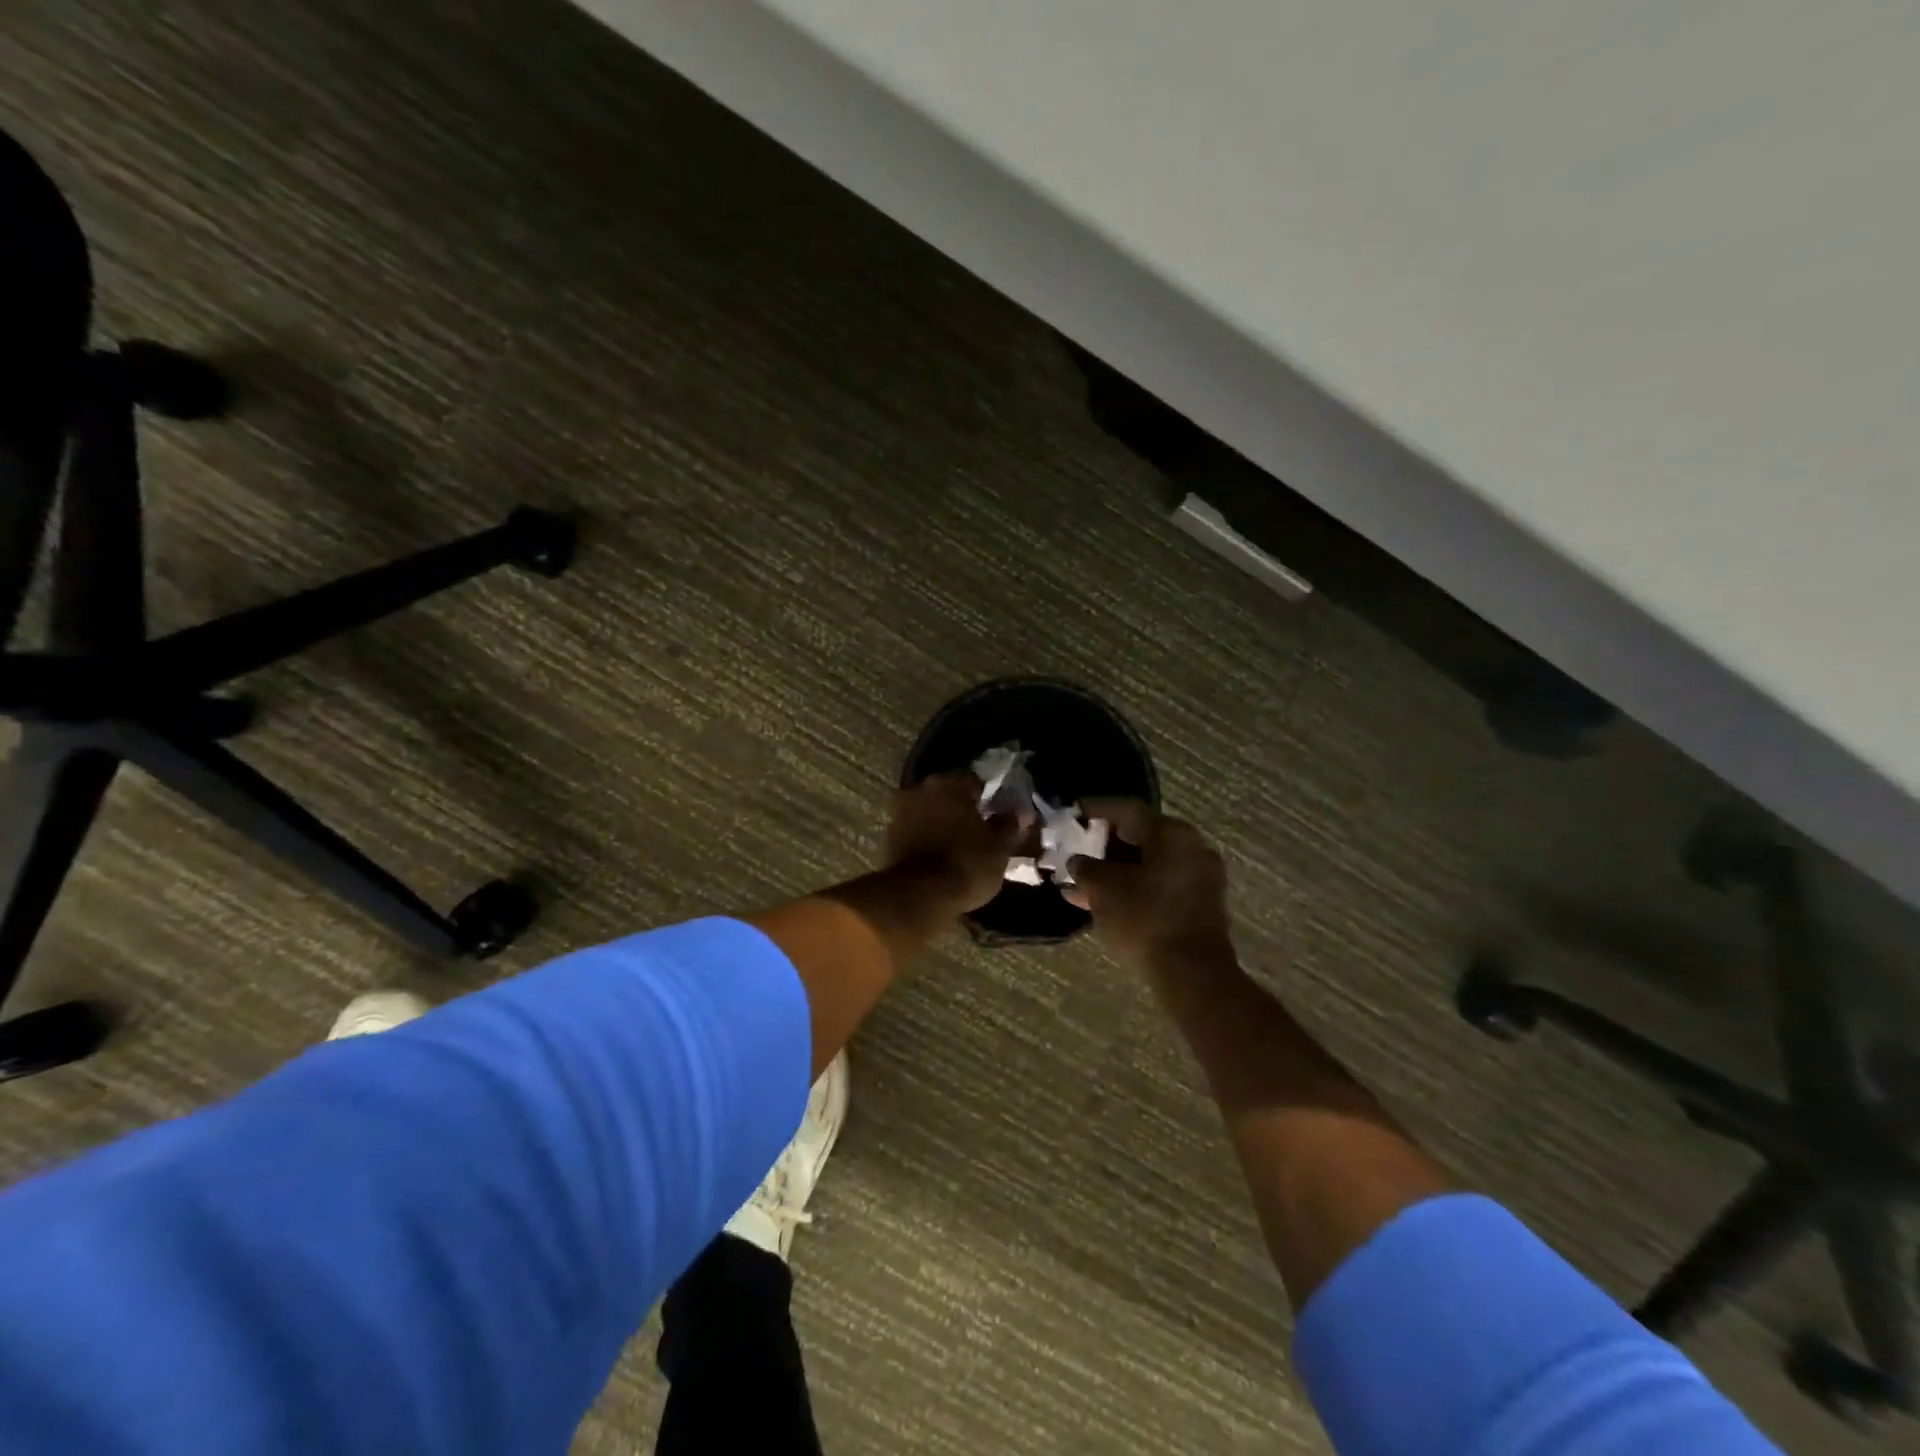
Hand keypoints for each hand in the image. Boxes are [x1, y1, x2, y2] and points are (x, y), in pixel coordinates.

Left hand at [883, 773, 1025, 915]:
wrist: (916, 897)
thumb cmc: (965, 866)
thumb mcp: (999, 849)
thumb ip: (1010, 826)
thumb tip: (1020, 812)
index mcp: (950, 784)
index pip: (975, 780)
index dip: (989, 797)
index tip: (998, 814)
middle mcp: (921, 789)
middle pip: (948, 794)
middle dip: (962, 808)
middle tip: (979, 830)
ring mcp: (899, 812)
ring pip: (928, 811)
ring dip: (941, 822)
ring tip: (958, 846)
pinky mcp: (887, 837)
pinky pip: (913, 831)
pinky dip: (925, 838)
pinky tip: (938, 856)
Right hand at [1066, 800, 1231, 969]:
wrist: (1192, 975)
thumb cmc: (1145, 919)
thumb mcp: (1103, 888)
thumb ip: (1085, 868)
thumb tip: (1077, 861)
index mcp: (1172, 833)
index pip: (1127, 810)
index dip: (1095, 809)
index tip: (1072, 812)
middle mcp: (1191, 848)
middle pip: (1139, 837)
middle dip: (1102, 846)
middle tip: (1074, 850)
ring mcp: (1198, 878)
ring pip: (1146, 865)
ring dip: (1113, 872)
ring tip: (1078, 884)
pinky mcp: (1198, 906)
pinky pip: (1157, 886)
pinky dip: (1130, 889)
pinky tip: (1100, 903)